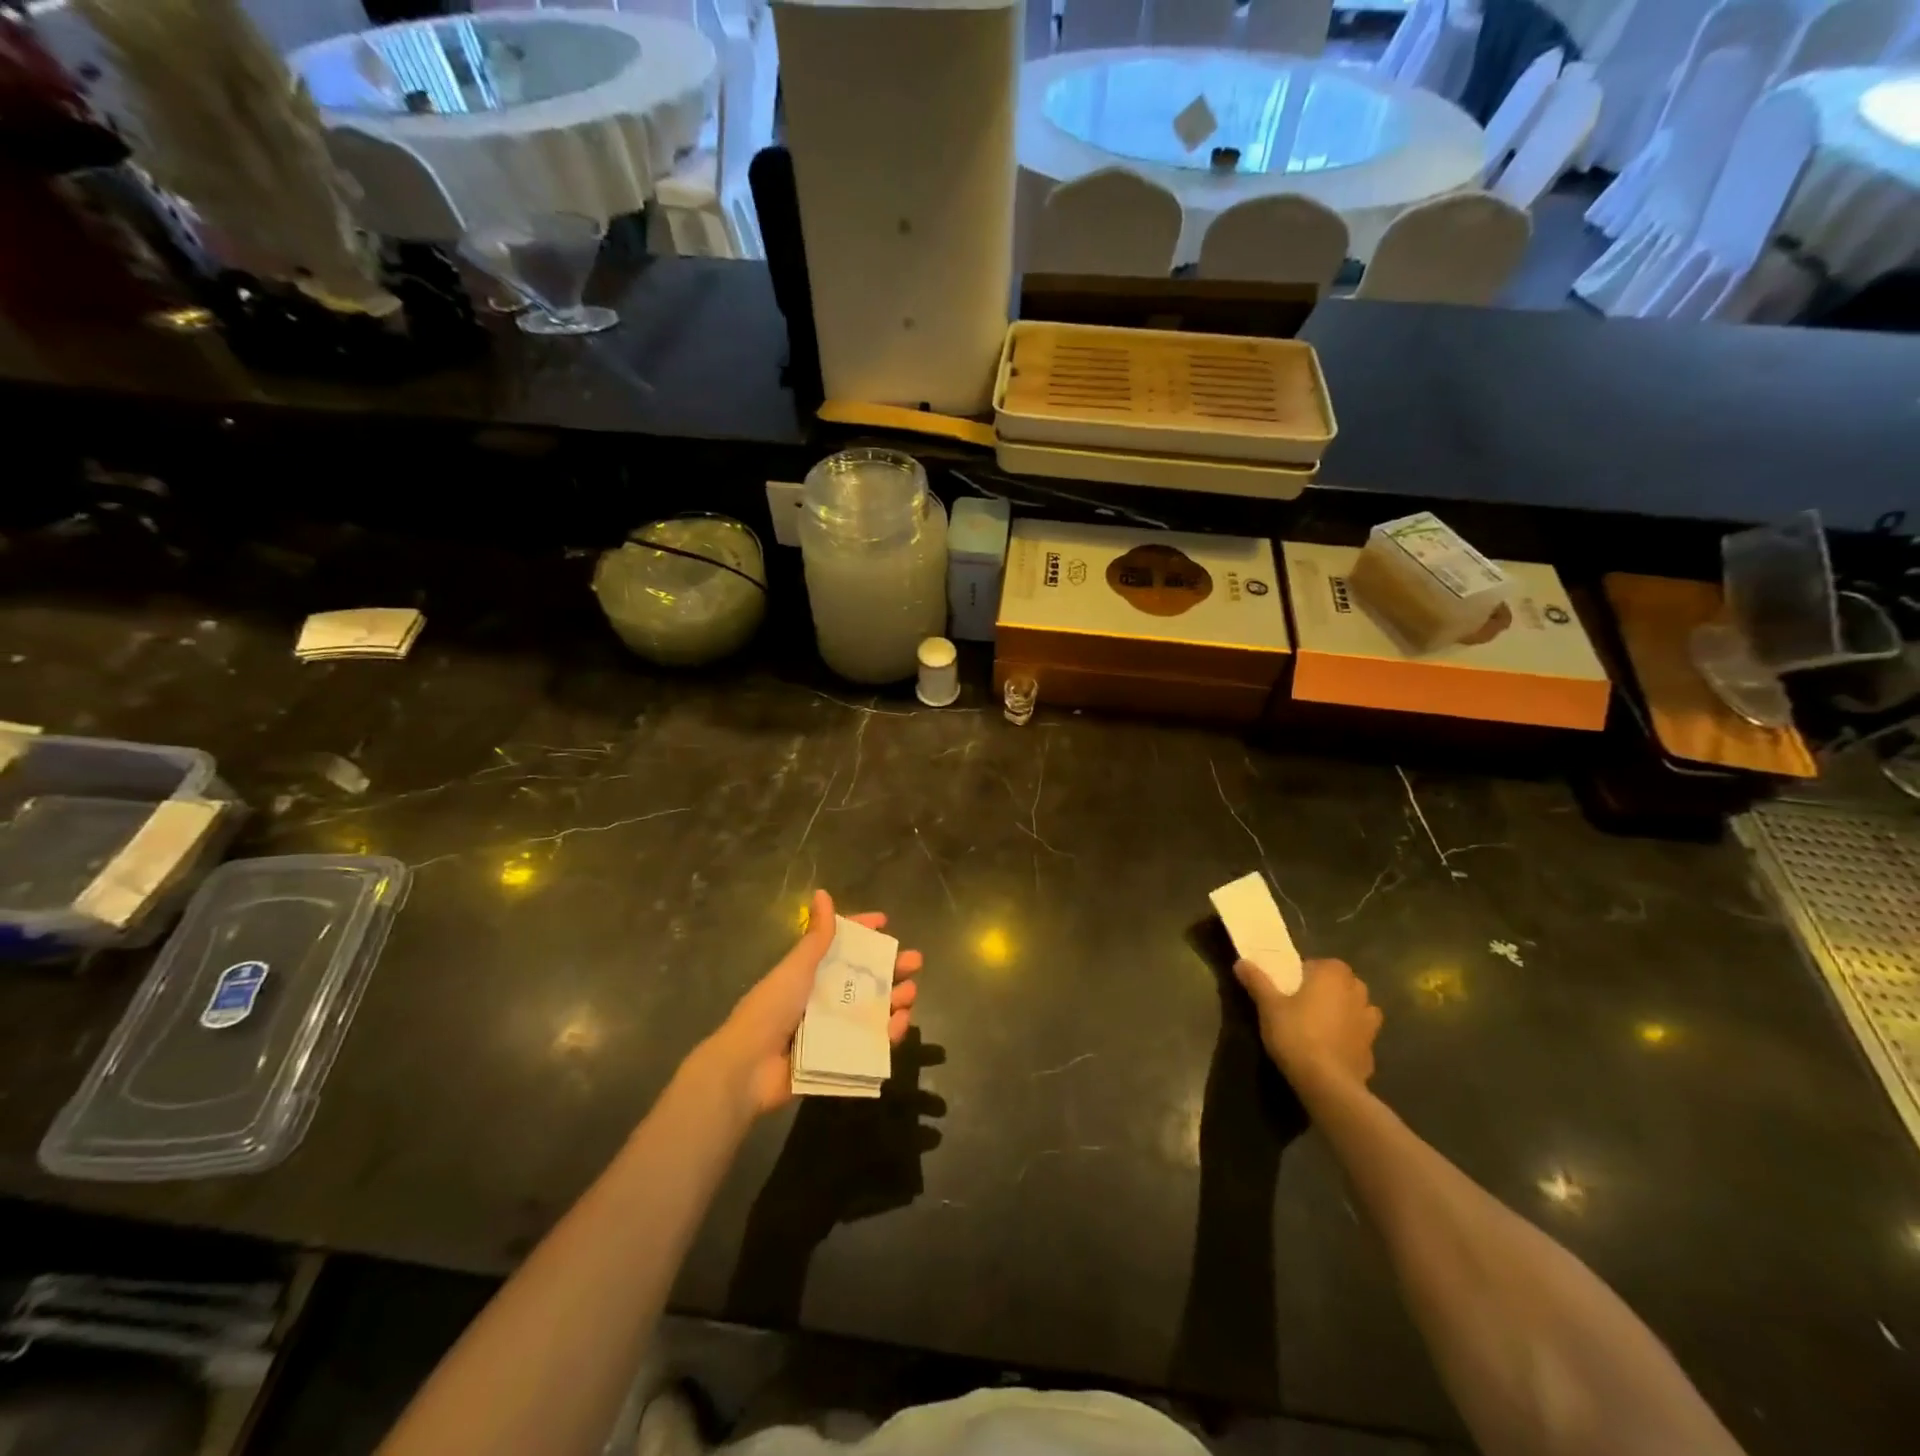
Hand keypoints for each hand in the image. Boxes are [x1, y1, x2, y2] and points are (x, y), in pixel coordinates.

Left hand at [704, 889, 922, 1117]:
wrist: (748, 1067)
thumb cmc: (772, 1008)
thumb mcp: (796, 967)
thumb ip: (816, 936)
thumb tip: (823, 893)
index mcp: (810, 973)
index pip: (840, 946)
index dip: (862, 932)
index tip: (886, 922)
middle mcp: (822, 998)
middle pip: (864, 978)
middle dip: (891, 968)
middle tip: (915, 962)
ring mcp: (832, 1029)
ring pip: (872, 1009)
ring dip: (894, 999)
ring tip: (910, 993)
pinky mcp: (839, 1058)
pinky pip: (870, 1042)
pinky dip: (888, 1033)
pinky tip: (900, 1022)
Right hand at [1233, 957, 1380, 1095]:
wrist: (1328, 1084)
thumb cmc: (1296, 1034)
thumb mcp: (1268, 1006)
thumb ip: (1257, 981)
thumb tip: (1241, 962)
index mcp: (1334, 974)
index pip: (1318, 964)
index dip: (1302, 975)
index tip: (1287, 989)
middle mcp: (1357, 992)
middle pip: (1339, 984)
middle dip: (1325, 991)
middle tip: (1299, 1005)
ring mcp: (1370, 1022)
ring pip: (1354, 1009)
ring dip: (1341, 1013)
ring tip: (1317, 1026)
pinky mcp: (1372, 1050)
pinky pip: (1357, 1036)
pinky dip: (1347, 1039)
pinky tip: (1328, 1050)